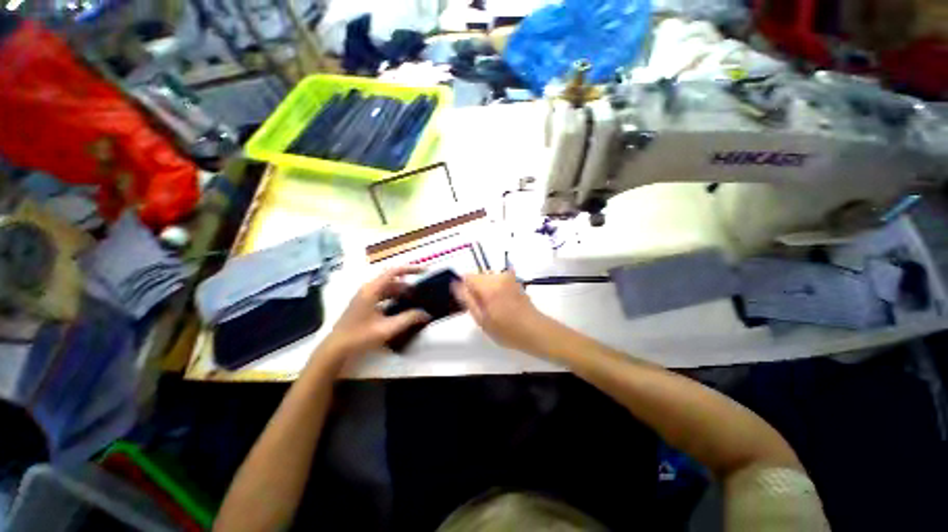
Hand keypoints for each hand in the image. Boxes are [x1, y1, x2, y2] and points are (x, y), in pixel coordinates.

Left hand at [315, 266, 429, 369]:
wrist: (336, 348)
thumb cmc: (360, 336)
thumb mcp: (387, 328)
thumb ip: (408, 319)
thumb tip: (426, 314)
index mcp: (372, 289)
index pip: (394, 271)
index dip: (410, 268)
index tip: (424, 271)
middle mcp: (368, 288)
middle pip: (391, 279)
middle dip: (408, 283)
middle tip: (422, 290)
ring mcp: (364, 295)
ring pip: (387, 287)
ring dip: (401, 291)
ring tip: (415, 299)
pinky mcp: (364, 303)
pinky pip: (382, 294)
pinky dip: (394, 297)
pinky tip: (401, 306)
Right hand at [452, 271, 555, 354]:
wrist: (535, 330)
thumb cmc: (507, 330)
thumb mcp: (482, 320)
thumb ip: (467, 300)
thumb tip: (456, 285)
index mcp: (489, 286)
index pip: (467, 277)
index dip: (465, 289)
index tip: (470, 302)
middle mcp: (499, 277)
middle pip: (478, 277)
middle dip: (476, 290)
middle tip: (483, 309)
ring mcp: (508, 277)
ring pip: (487, 279)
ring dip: (486, 290)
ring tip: (494, 308)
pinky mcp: (515, 280)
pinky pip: (497, 281)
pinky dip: (495, 289)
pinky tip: (502, 304)